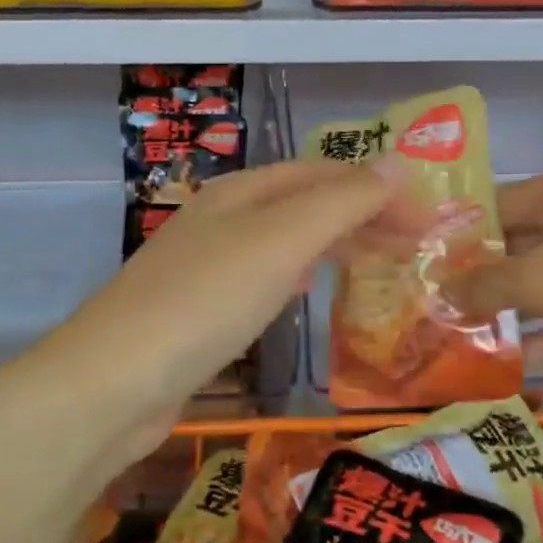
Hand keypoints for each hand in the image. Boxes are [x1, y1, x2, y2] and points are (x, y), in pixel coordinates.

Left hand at [27, 159, 402, 447]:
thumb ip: (341, 201)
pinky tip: (304, 291)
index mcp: (239, 193)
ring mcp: (204, 267)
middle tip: (415, 245)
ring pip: (282, 241)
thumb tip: (397, 161)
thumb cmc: (205, 301)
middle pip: (302, 204)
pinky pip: (260, 279)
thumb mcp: (280, 241)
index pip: (321, 174)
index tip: (428, 221)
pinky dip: (295, 276)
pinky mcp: (196, 312)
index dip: (377, 189)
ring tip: (374, 260)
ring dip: (330, 243)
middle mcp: (220, 220)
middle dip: (360, 216)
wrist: (115, 381)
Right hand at [449, 168, 542, 434]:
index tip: (412, 263)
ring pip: (541, 285)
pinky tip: (501, 362)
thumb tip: (439, 289)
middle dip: (474, 274)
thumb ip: (487, 281)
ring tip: (448, 333)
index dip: (456, 231)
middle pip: (519, 243)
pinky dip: (539, 337)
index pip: (499, 201)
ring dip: (502, 309)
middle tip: (423, 303)